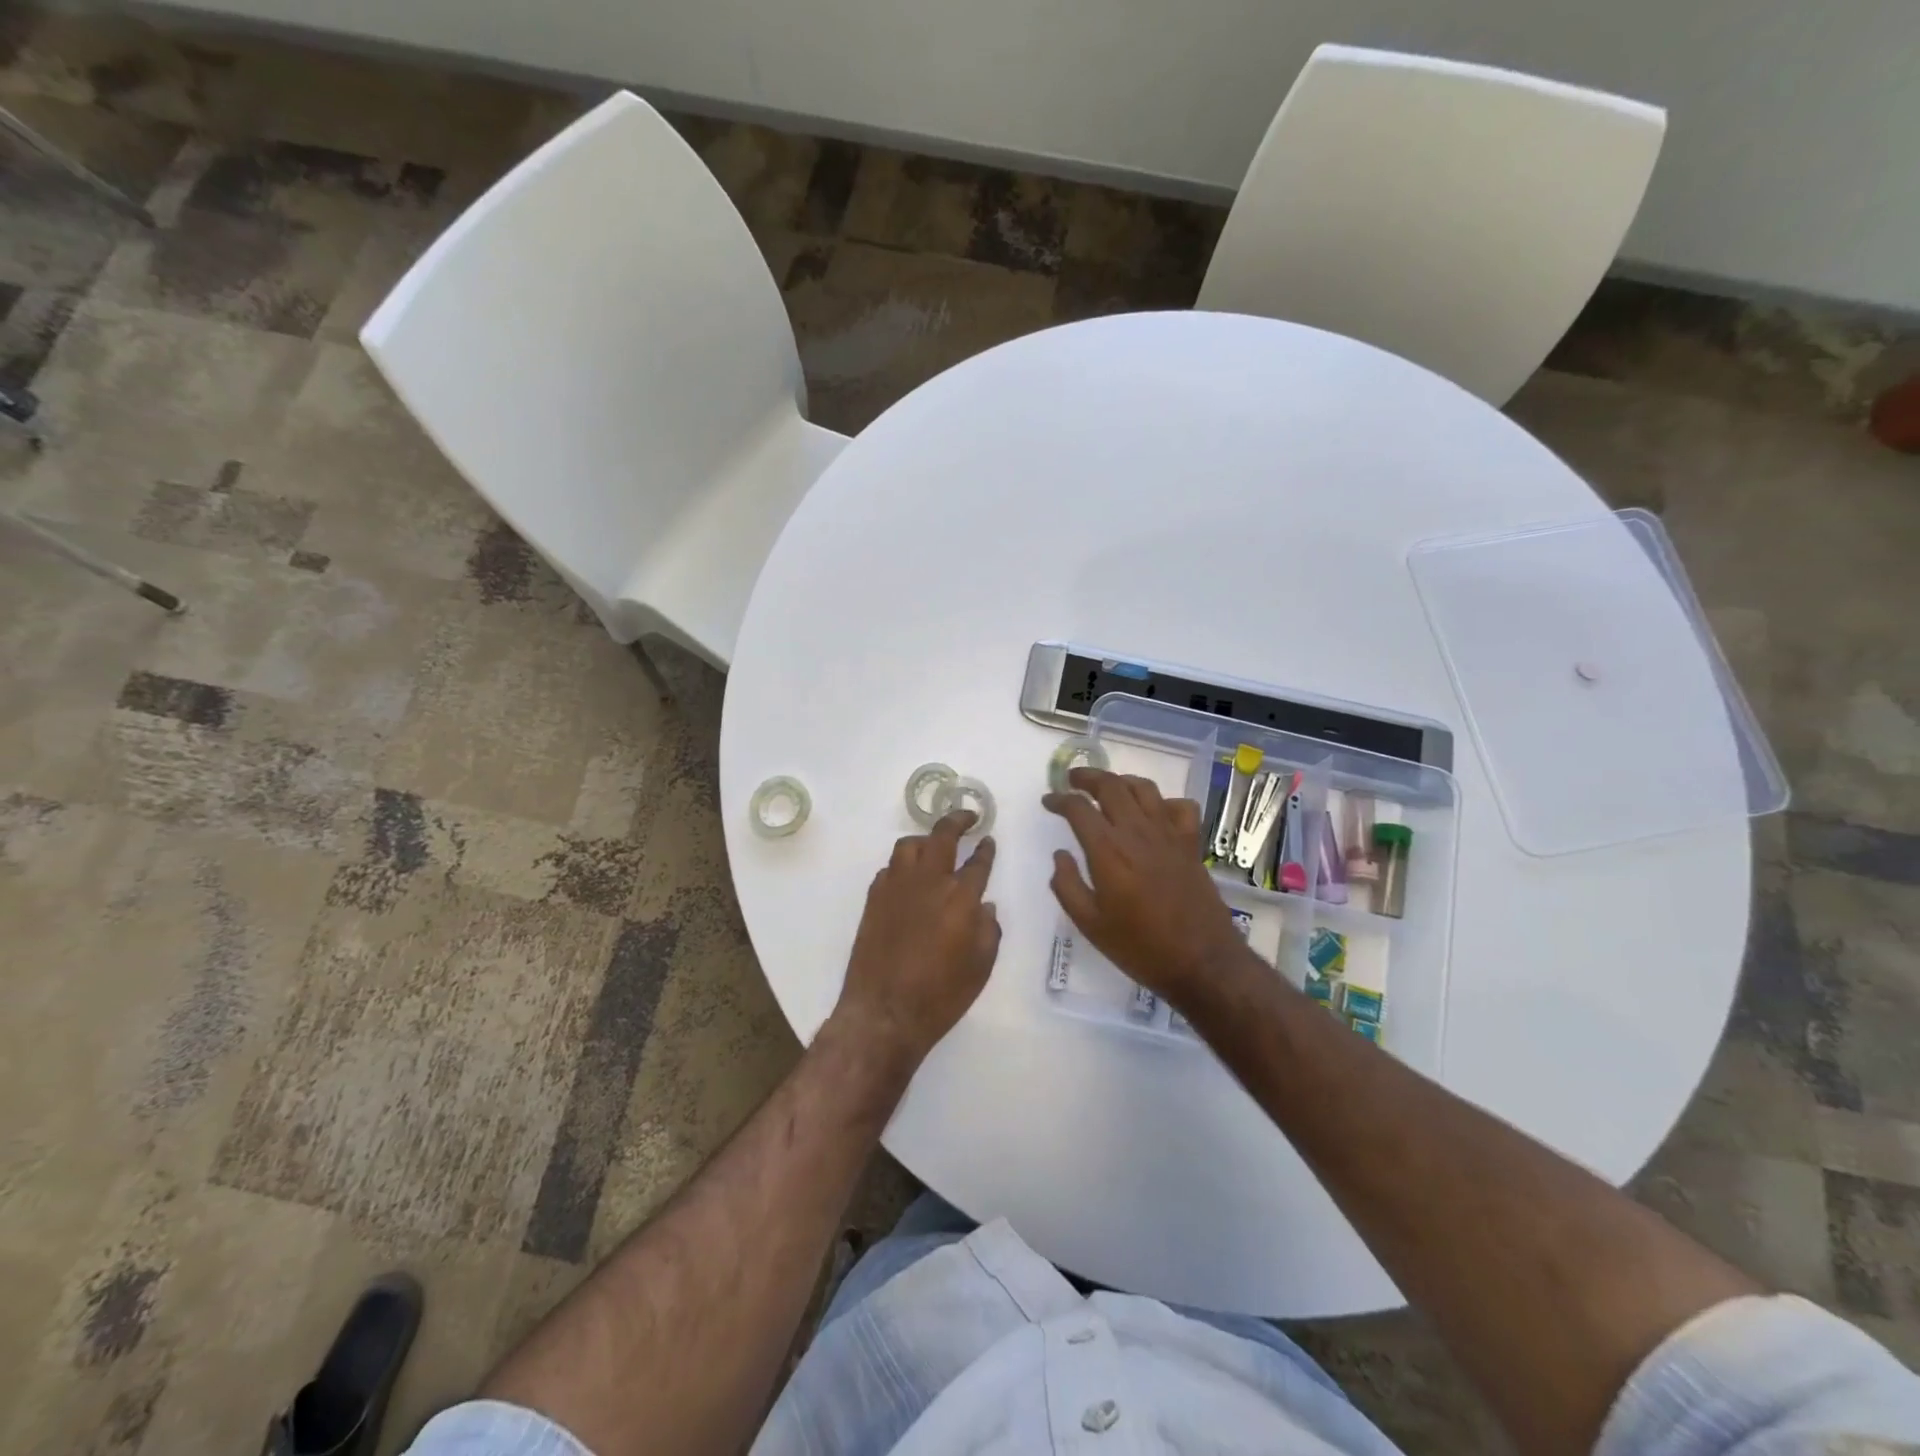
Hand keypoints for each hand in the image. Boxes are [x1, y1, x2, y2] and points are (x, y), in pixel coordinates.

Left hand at [835, 812, 1000, 1063]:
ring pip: (910, 845)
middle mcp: (929, 882)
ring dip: (925, 840)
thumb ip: (988, 929)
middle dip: (957, 820)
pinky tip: (909, 877)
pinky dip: (903, 865)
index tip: (988, 839)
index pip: (978, 862)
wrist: (885, 1012)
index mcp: (960, 897)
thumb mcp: (981, 966)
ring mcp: (897, 887)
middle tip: (968, 816)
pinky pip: (889, 868)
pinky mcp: (874, 898)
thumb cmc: (941, 995)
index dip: (986, 848)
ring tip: (934, 846)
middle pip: (942, 836)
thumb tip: (985, 905)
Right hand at [1043, 769, 1255, 1011]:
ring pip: (1144, 788)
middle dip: (1087, 777)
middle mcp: (1137, 832)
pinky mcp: (1190, 844)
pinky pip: (1180, 806)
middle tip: (1072, 780)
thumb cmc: (1139, 947)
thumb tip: (1060, 855)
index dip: (1059, 799)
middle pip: (1111, 785)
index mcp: (1108, 850)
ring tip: (1109, 788)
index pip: (1078, 808)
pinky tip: (1154, 813)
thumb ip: (1067, 885)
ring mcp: (1168, 834)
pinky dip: (1163, 802)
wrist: (1201, 962)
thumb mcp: (1089, 924)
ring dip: (1121, 781)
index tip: (1049, 801)